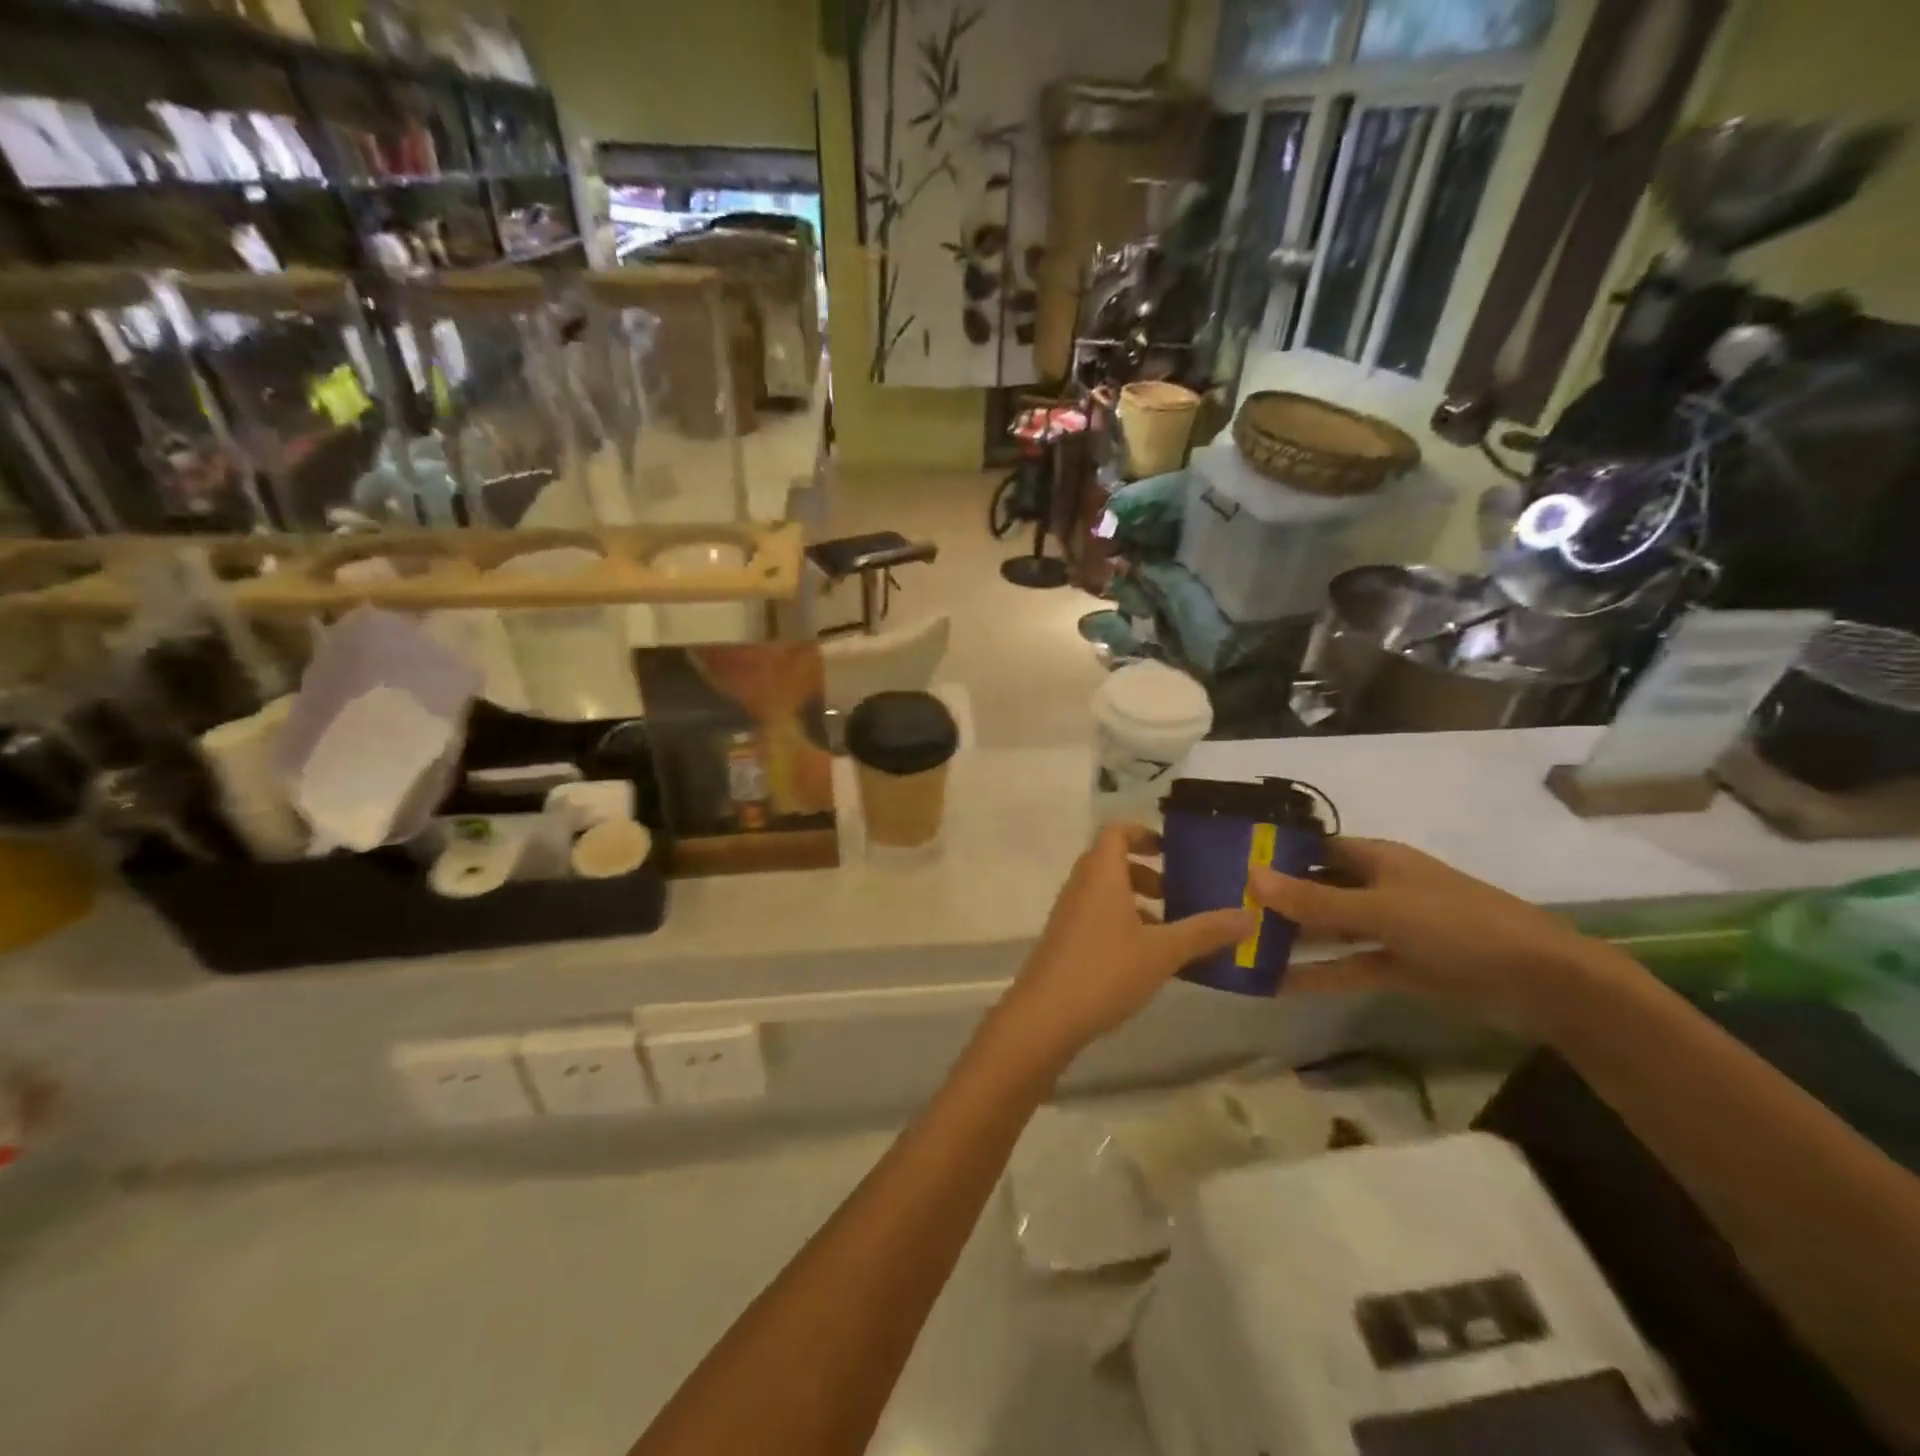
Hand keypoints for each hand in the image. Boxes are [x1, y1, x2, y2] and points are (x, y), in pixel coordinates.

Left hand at [994, 824, 1254, 1068]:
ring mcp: (1069, 913)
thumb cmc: (1105, 970)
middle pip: (1112, 861)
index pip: (1116, 832)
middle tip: (1179, 893)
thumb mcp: (1163, 951)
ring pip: (1105, 892)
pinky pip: (1097, 915)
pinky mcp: (1064, 939)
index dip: (1142, 834)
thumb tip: (1250, 916)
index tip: (1172, 851)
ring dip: (1136, 901)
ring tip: (1170, 929)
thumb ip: (1205, 932)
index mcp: (1101, 874)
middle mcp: (1081, 885)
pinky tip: (1147, 957)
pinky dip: (1122, 922)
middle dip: (1147, 872)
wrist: (1045, 1015)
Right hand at [1248, 836, 1613, 1031]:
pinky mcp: (1398, 967)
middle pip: (1315, 889)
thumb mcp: (1380, 910)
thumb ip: (1314, 900)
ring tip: (1237, 947)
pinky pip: (1347, 966)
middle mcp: (1377, 888)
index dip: (1274, 853)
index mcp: (1376, 859)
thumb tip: (1250, 875)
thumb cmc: (1458, 926)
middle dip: (1275, 900)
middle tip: (1221, 910)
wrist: (1543, 983)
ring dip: (1291, 939)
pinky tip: (1276, 984)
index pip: (1313, 848)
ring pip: (1328, 930)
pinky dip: (1317, 974)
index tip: (1227, 862)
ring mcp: (1388, 929)